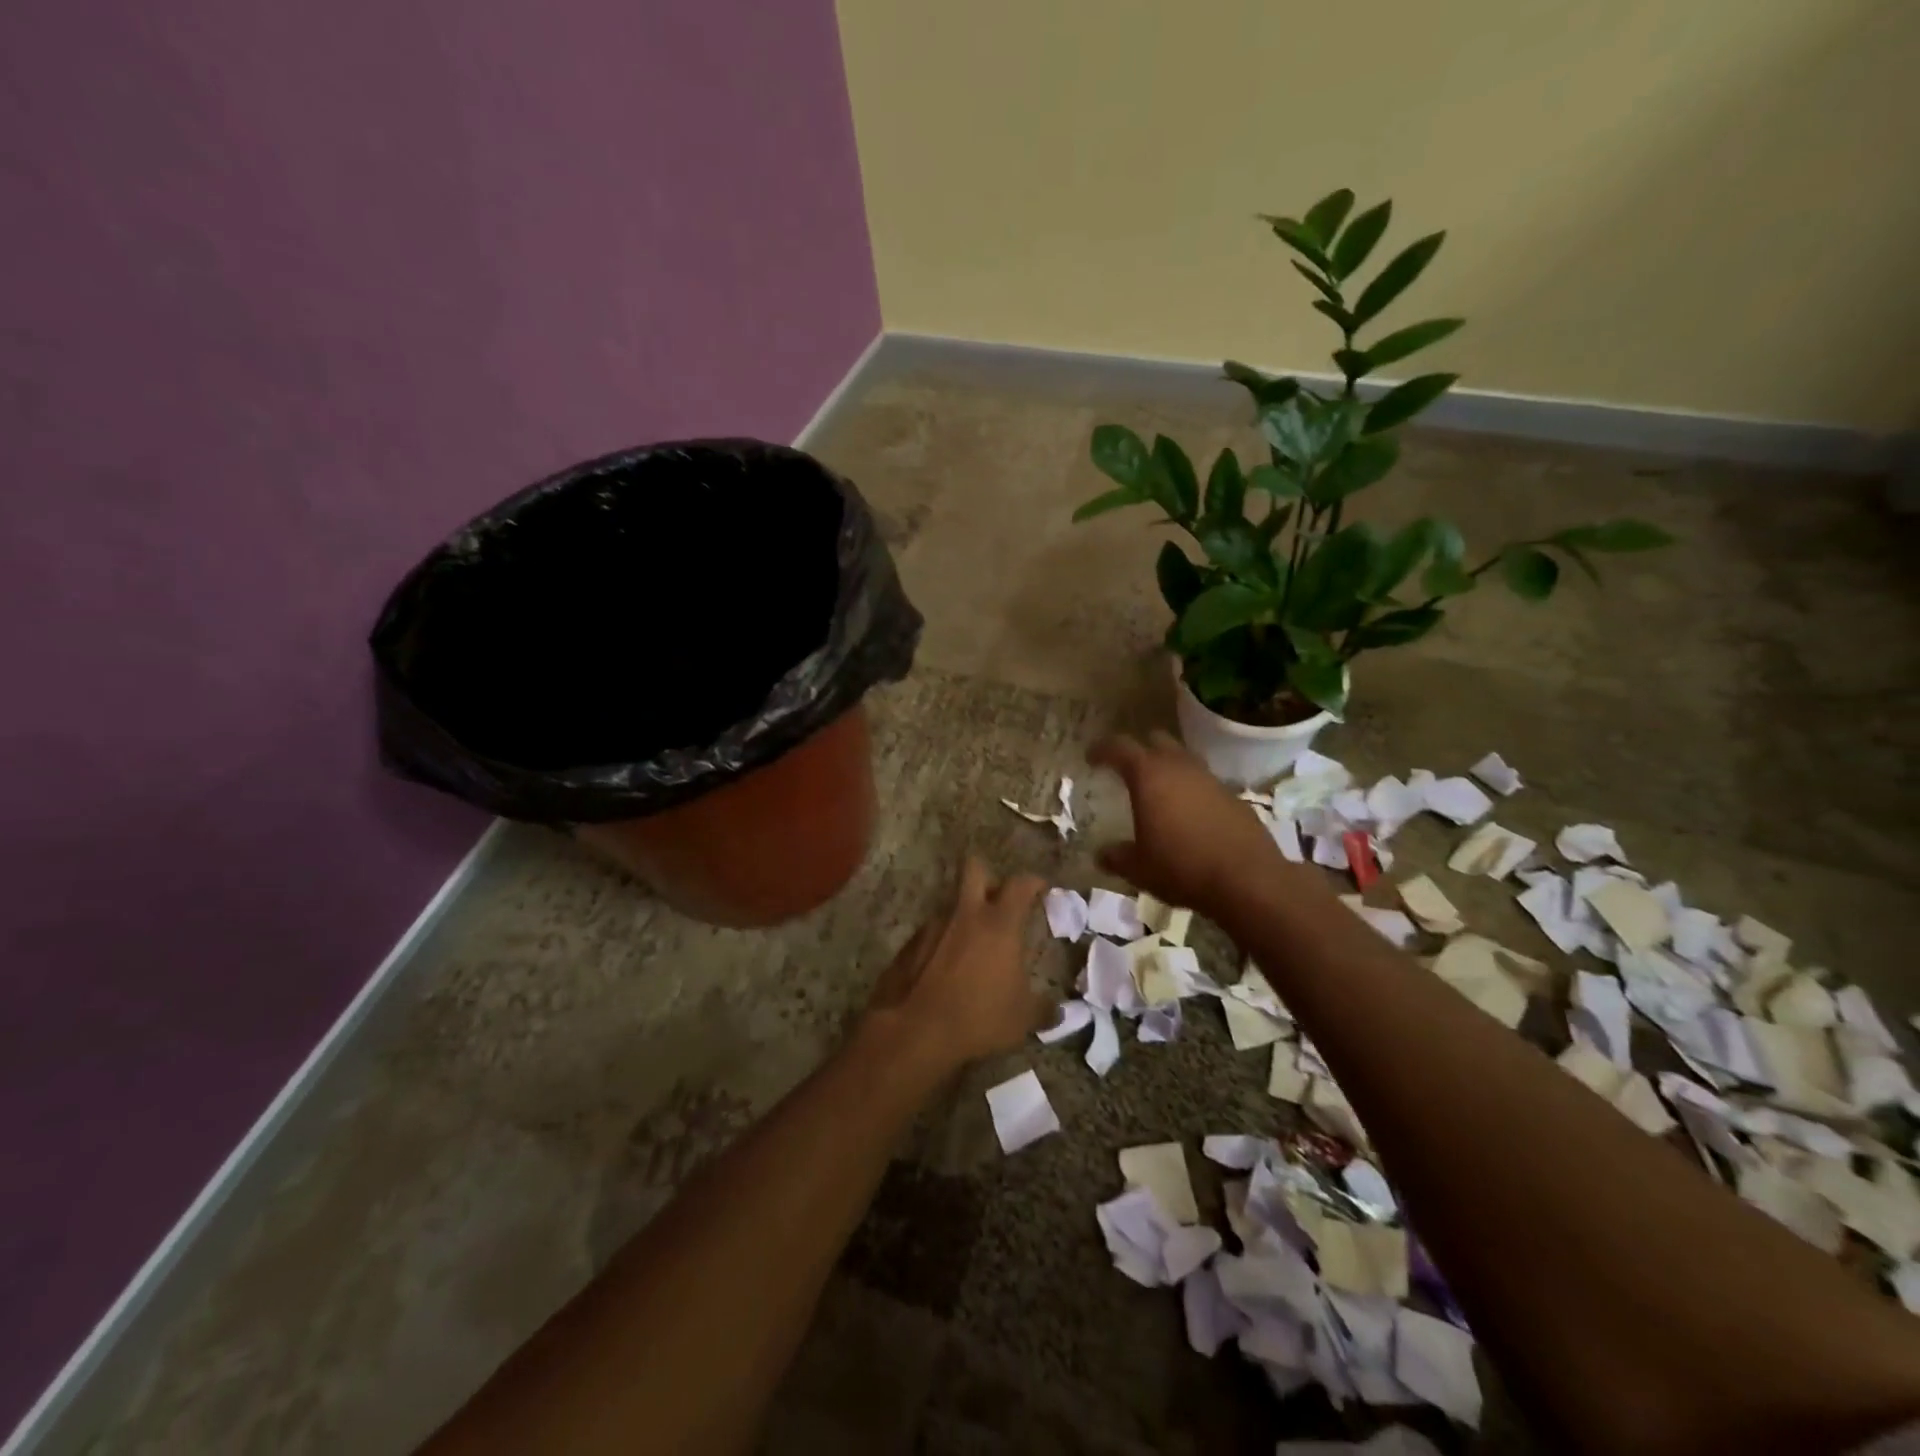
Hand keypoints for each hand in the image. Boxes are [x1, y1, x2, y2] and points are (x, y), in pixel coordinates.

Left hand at [866, 858, 1050, 1071]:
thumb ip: (1044, 1010)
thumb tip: (1059, 1012)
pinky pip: (933, 930)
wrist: (914, 1030)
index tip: (1041, 888)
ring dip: (964, 914)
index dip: (1033, 882)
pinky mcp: (910, 943)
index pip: (1020, 885)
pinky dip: (943, 941)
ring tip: (973, 944)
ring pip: (952, 903)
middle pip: (974, 868)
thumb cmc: (978, 1017)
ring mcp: (933, 925)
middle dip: (988, 876)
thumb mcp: (1022, 1019)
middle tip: (998, 899)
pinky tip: (947, 967)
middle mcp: (965, 914)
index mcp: (999, 924)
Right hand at [1087, 730, 1286, 925]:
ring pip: (1183, 758)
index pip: (1119, 747)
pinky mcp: (1232, 795)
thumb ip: (1116, 857)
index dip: (1101, 749)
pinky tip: (1187, 813)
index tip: (1091, 758)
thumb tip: (1101, 854)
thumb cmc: (1181, 867)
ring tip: (1158, 790)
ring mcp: (1210, 778)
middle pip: (1155, 740)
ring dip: (1168, 767)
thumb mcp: (1138, 868)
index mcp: (1149, 775)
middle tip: (1126, 768)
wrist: (1248, 879)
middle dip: (1139, 749)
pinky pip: (1204, 781)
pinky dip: (1190, 788)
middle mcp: (1179, 767)